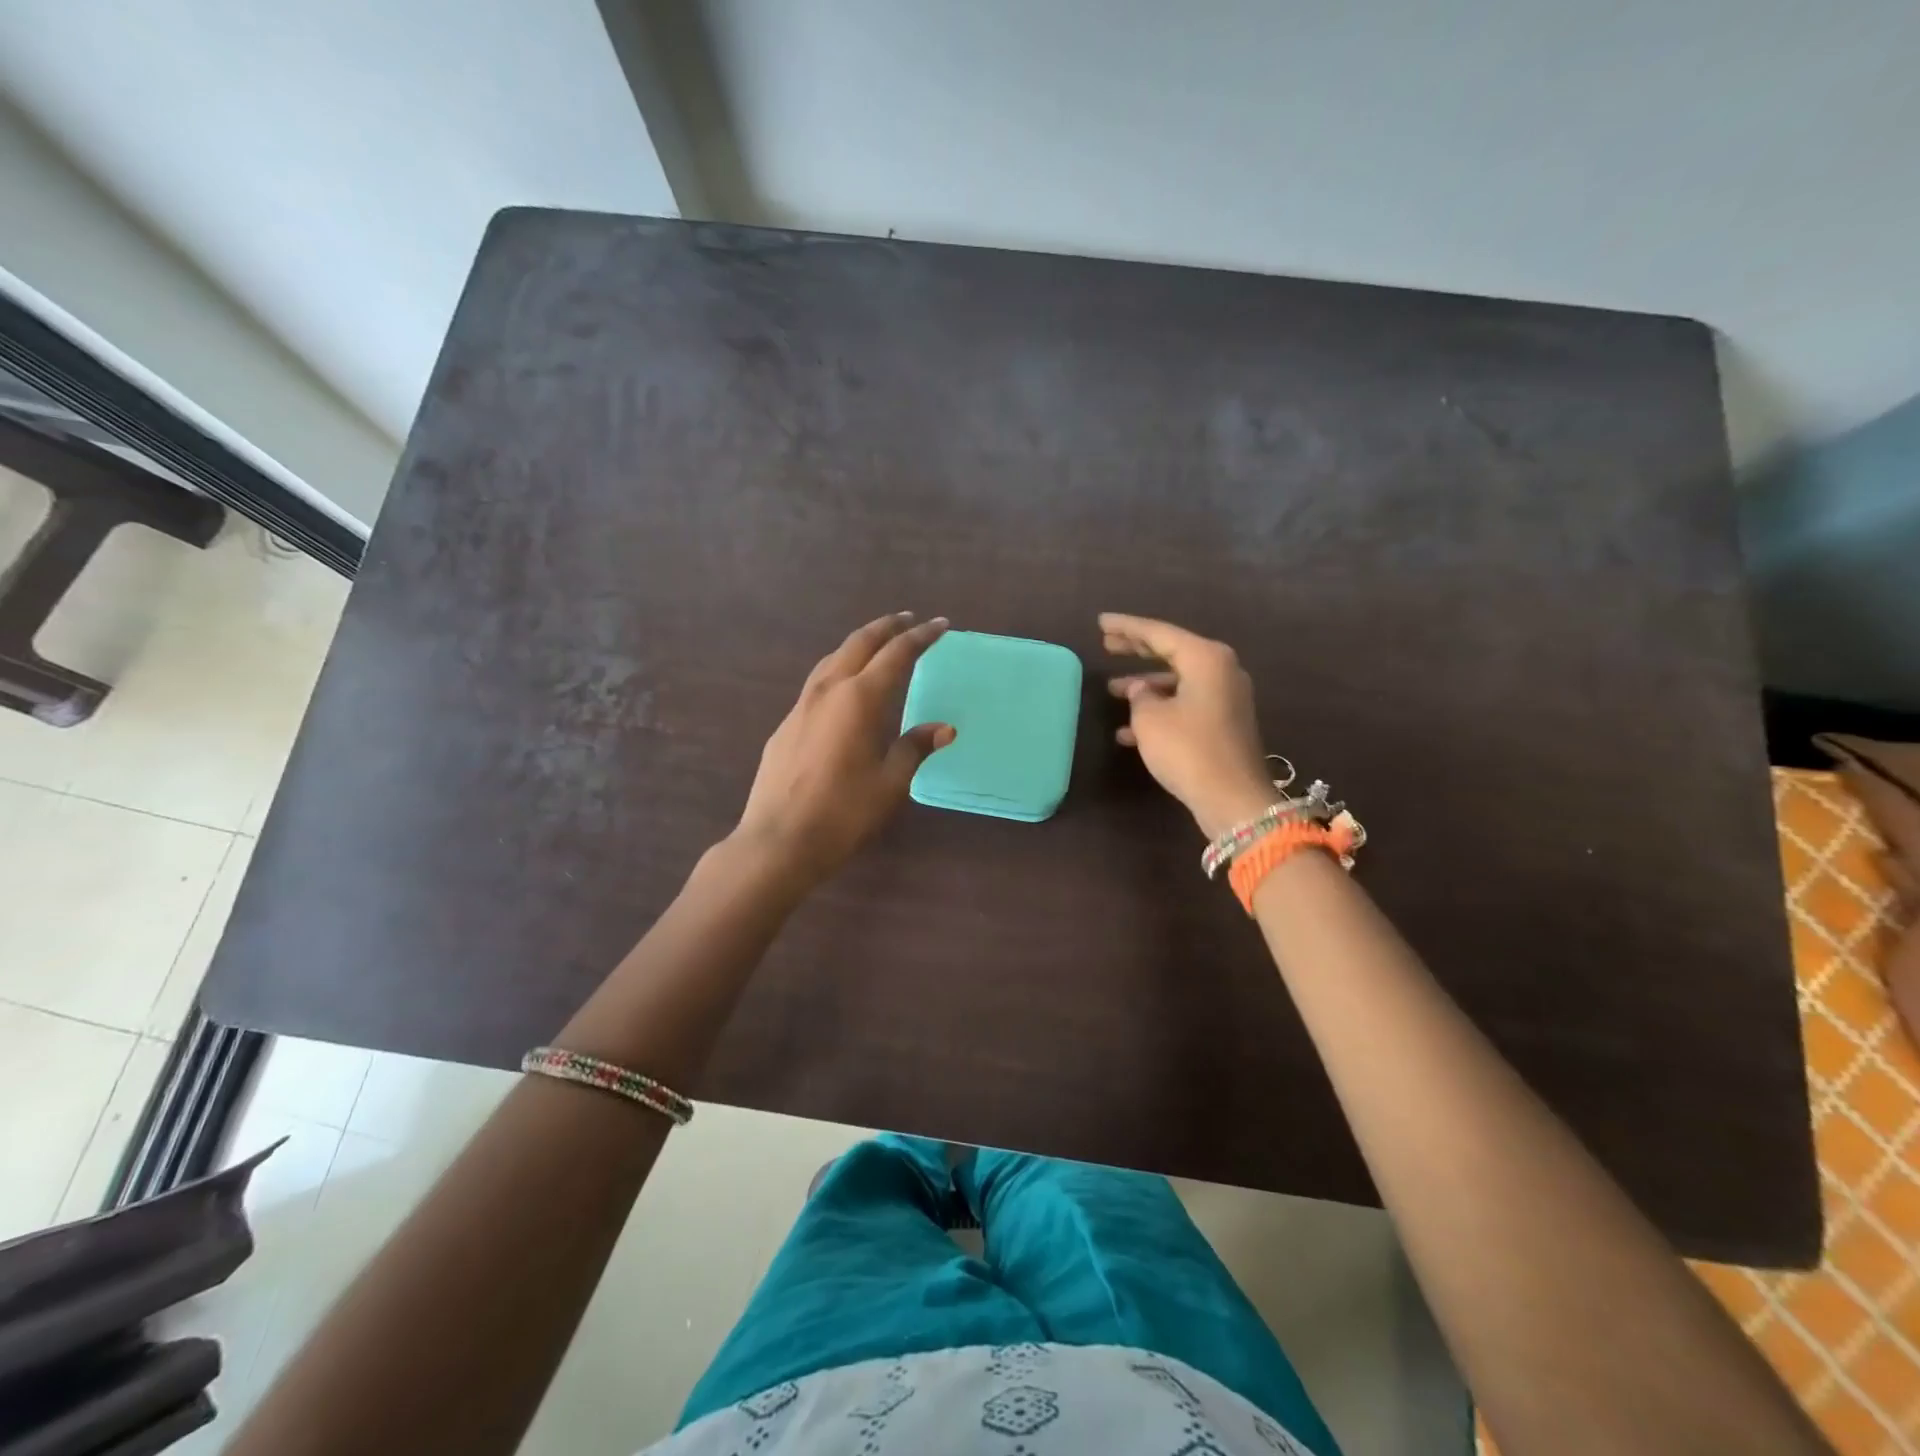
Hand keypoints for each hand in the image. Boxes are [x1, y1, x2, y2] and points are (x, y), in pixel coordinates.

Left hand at [735, 612, 955, 884]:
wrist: (778, 840)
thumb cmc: (843, 812)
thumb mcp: (890, 782)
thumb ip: (914, 748)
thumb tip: (943, 728)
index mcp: (859, 699)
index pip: (896, 654)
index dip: (921, 637)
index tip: (940, 625)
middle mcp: (828, 691)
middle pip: (859, 643)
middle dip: (887, 628)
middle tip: (910, 621)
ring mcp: (801, 706)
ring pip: (833, 659)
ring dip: (859, 644)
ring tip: (878, 645)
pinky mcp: (786, 725)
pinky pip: (818, 683)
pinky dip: (840, 670)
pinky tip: (845, 690)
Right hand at [1102, 612, 1276, 839]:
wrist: (1233, 799)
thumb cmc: (1188, 749)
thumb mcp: (1150, 719)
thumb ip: (1140, 696)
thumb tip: (1141, 689)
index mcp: (1206, 658)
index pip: (1159, 633)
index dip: (1127, 628)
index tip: (1101, 623)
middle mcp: (1220, 671)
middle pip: (1171, 652)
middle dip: (1137, 650)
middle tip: (1107, 644)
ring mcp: (1225, 698)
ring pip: (1177, 681)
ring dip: (1145, 686)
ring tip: (1112, 690)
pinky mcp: (1223, 724)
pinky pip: (1185, 705)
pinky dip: (1159, 711)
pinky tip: (1128, 732)